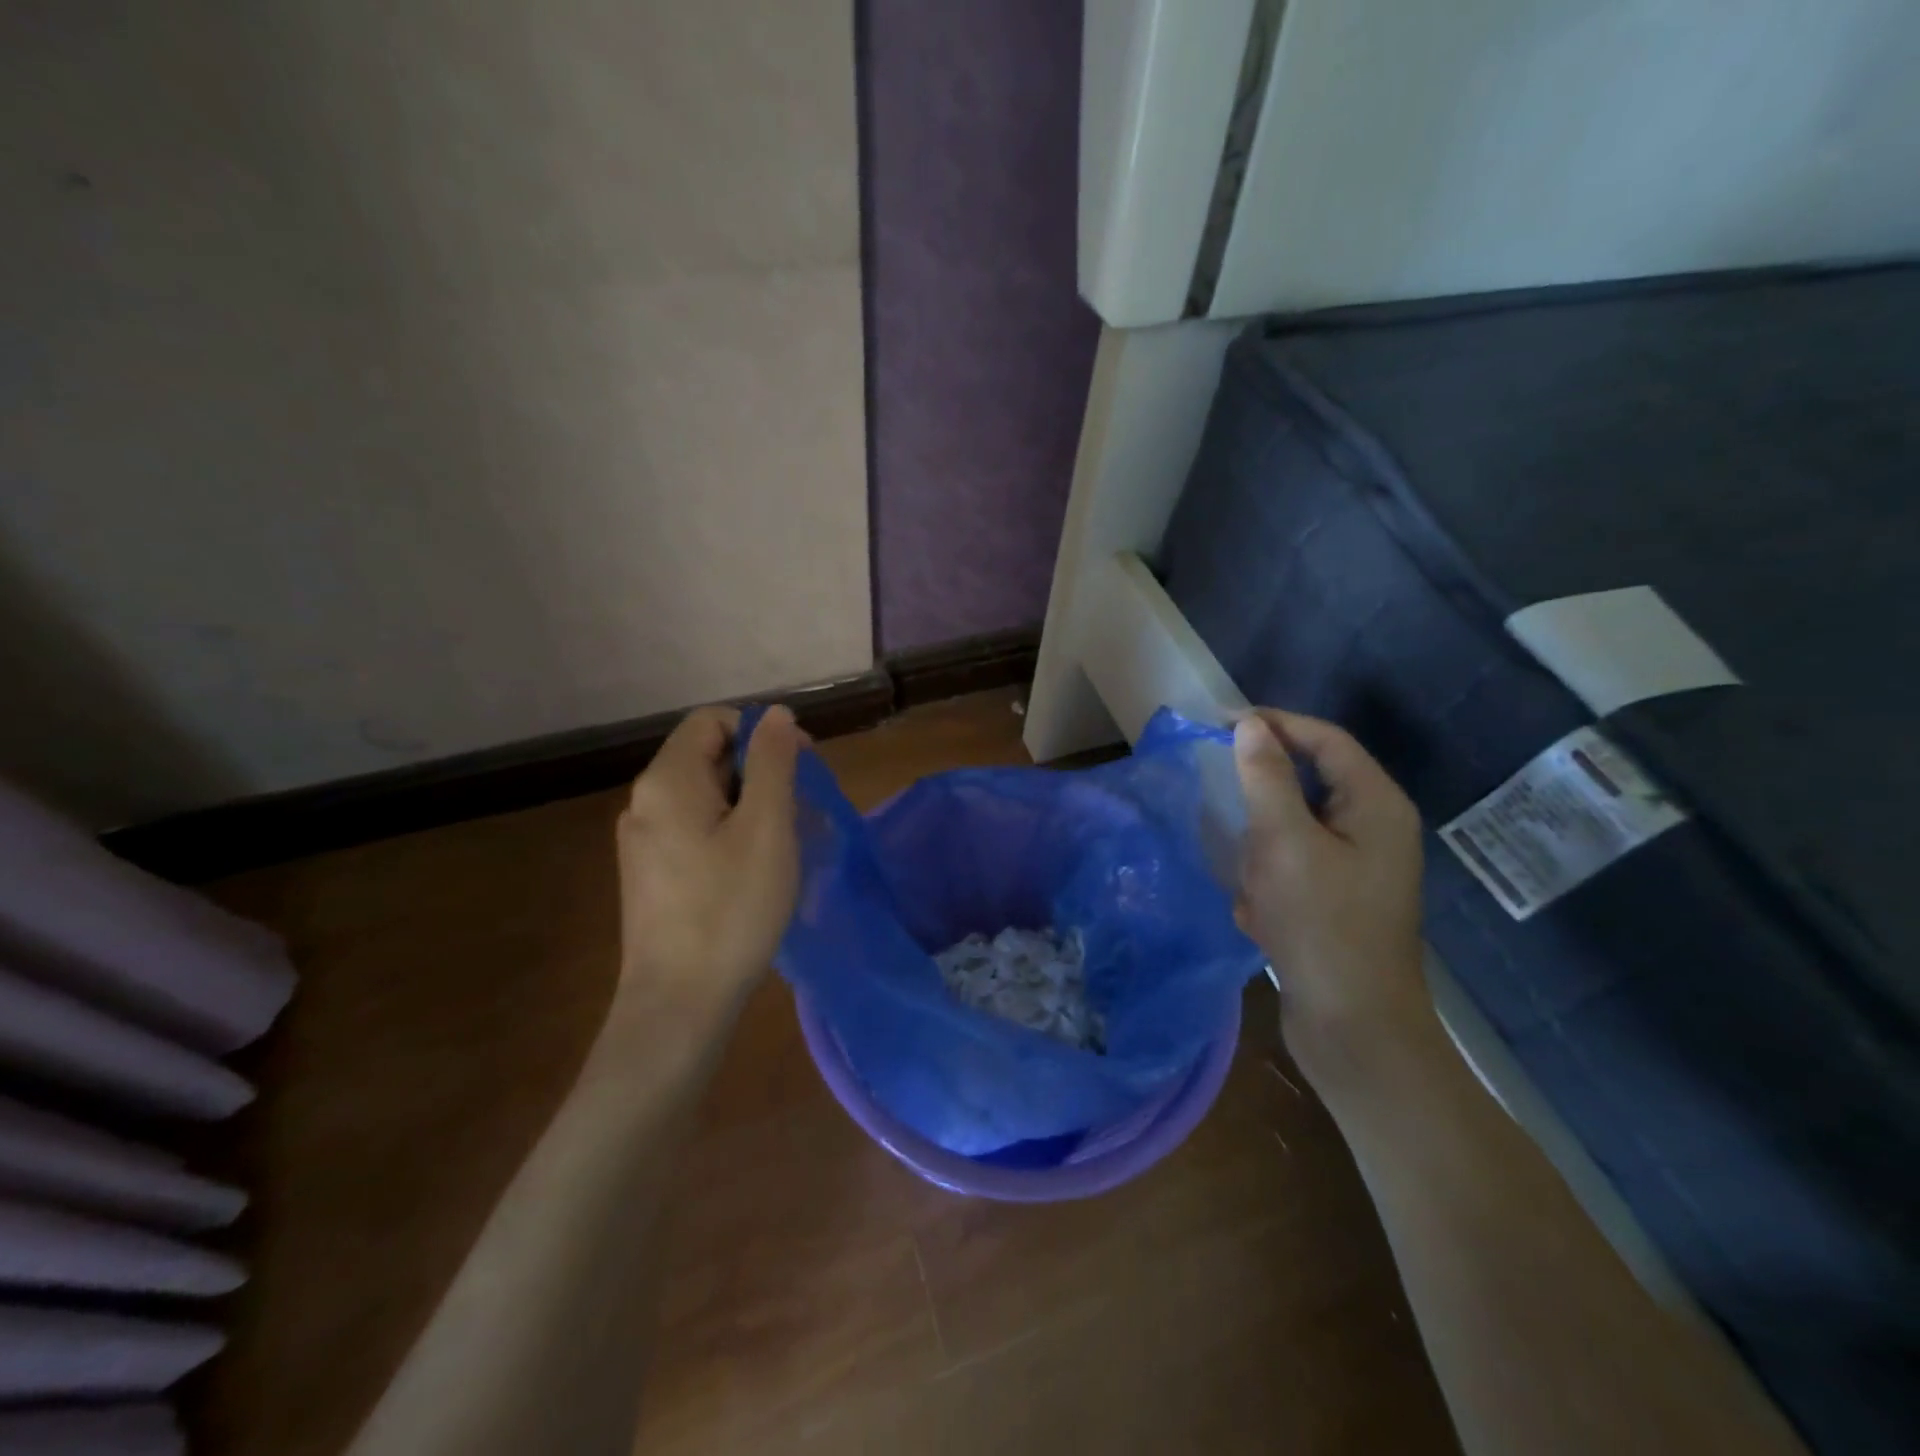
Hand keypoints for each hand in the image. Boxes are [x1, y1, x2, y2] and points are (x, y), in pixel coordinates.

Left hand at [614, 705, 802, 1021]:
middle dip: (762, 772)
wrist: (679, 1004)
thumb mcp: (767, 828)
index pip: (713, 721)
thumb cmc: (731, 908)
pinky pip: (696, 830)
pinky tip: (759, 869)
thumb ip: (773, 762)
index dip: (761, 731)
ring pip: (707, 797)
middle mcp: (645, 802)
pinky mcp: (652, 874)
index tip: (802, 765)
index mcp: (667, 781)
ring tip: (789, 843)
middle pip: (709, 757)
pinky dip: (732, 833)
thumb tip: (777, 714)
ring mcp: (644, 841)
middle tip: (803, 811)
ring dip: (753, 805)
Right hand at [1232, 710, 1434, 1082]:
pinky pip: (1293, 868)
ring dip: (1262, 850)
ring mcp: (1358, 868)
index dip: (1274, 723)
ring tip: (1250, 883)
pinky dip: (1269, 883)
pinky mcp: (1339, 900)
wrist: (1354, 1028)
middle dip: (1263, 802)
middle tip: (1224, 808)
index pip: (1325, 739)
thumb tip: (1250, 725)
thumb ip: (1266, 778)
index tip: (1219, 722)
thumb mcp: (1284, 841)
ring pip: (1293, 830)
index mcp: (1375, 805)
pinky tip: (1259, 914)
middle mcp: (1374, 829)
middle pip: (1309, 784)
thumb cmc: (1321, 924)